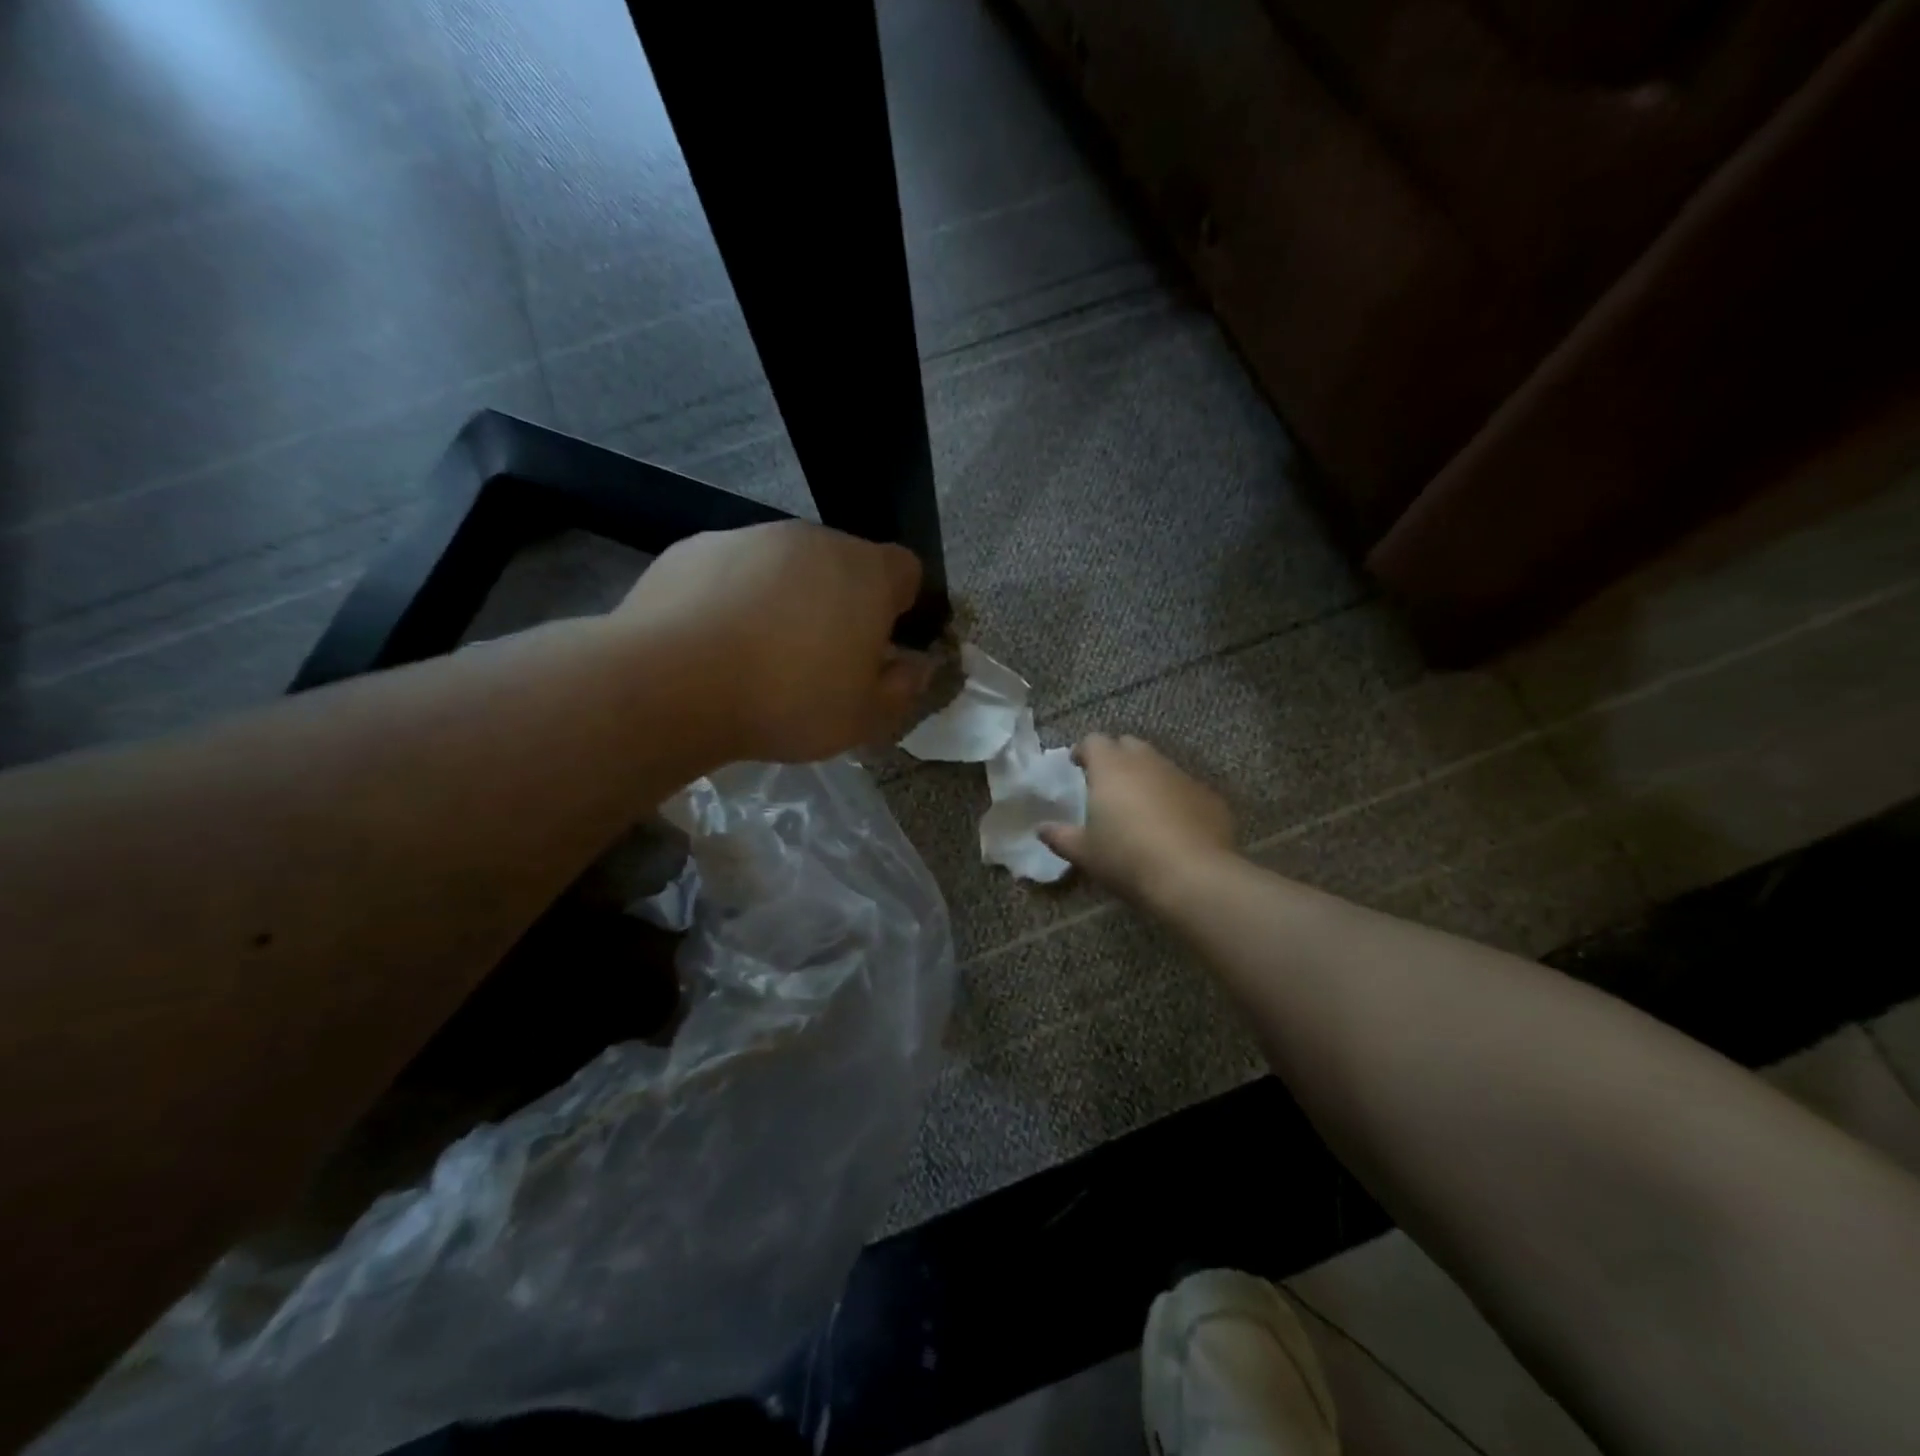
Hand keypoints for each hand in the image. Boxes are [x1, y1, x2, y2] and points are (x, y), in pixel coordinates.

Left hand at [618, 522, 934, 763]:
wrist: (672, 683)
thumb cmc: (787, 701)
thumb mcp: (863, 718)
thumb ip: (902, 689)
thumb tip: (917, 666)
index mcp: (865, 573)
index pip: (906, 569)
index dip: (900, 605)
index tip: (880, 645)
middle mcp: (812, 540)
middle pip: (843, 564)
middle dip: (841, 602)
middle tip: (819, 658)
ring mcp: (750, 537)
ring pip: (786, 565)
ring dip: (786, 597)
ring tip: (758, 653)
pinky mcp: (696, 547)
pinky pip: (733, 569)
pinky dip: (734, 595)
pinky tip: (713, 640)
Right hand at [1039, 735, 1237, 905]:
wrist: (1193, 876)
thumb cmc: (1127, 858)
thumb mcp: (1085, 853)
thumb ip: (1061, 836)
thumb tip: (1041, 829)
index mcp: (1111, 767)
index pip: (1093, 741)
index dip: (1084, 751)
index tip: (1078, 766)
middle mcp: (1147, 762)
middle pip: (1128, 745)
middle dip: (1117, 757)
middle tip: (1108, 783)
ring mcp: (1181, 776)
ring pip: (1159, 764)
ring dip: (1147, 777)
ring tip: (1140, 805)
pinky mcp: (1209, 796)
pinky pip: (1185, 788)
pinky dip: (1174, 798)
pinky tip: (1173, 825)